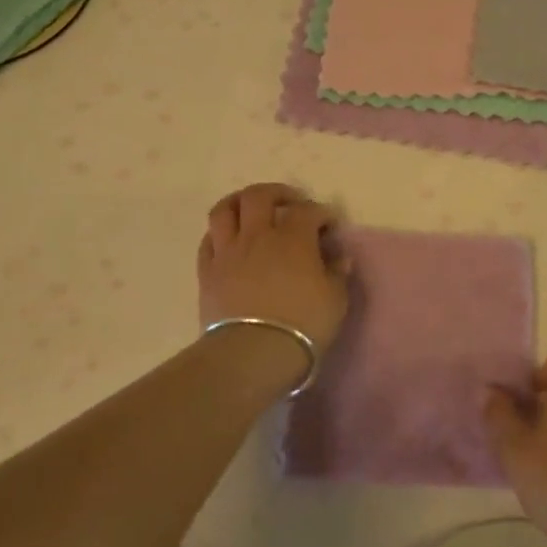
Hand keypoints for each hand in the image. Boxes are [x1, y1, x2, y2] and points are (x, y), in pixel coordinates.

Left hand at [196, 183, 348, 352]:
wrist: (252, 353)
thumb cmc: (302, 325)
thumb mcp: (335, 301)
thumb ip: (337, 274)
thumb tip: (339, 258)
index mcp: (293, 238)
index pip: (308, 211)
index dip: (321, 212)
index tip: (329, 224)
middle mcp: (258, 235)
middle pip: (260, 196)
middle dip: (278, 193)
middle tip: (290, 203)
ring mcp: (228, 251)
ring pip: (225, 209)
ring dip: (240, 202)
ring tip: (251, 209)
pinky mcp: (207, 272)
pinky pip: (208, 240)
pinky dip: (220, 233)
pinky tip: (230, 240)